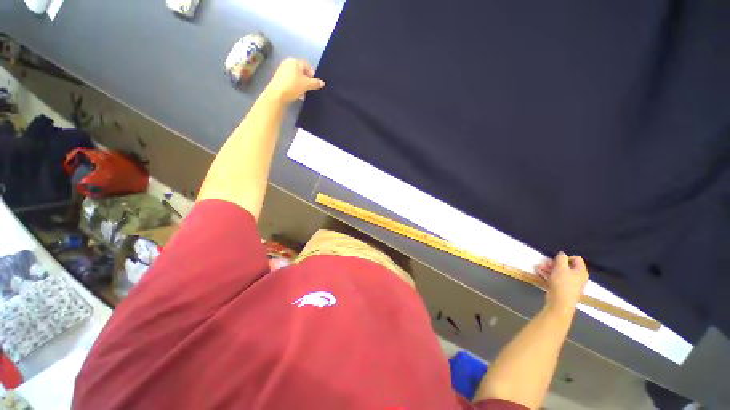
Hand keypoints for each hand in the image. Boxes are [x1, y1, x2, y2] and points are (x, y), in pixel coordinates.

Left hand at [264, 58, 324, 103]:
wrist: (277, 95)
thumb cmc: (293, 86)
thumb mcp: (307, 85)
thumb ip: (315, 83)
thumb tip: (323, 83)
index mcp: (295, 61)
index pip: (308, 67)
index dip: (313, 76)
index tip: (314, 85)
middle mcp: (288, 63)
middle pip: (302, 72)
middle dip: (307, 81)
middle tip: (309, 90)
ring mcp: (282, 70)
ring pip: (296, 78)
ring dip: (301, 85)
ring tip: (303, 94)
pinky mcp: (279, 78)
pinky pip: (291, 81)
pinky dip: (295, 87)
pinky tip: (297, 95)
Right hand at [534, 252, 588, 312]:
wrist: (560, 303)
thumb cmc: (562, 283)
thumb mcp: (560, 268)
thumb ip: (561, 259)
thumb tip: (562, 254)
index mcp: (580, 271)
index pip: (576, 259)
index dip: (565, 257)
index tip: (556, 260)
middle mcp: (577, 276)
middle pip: (566, 265)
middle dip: (553, 263)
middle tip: (543, 263)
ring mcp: (570, 283)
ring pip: (559, 272)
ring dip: (548, 268)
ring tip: (538, 267)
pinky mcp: (562, 287)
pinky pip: (556, 278)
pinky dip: (549, 274)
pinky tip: (539, 272)